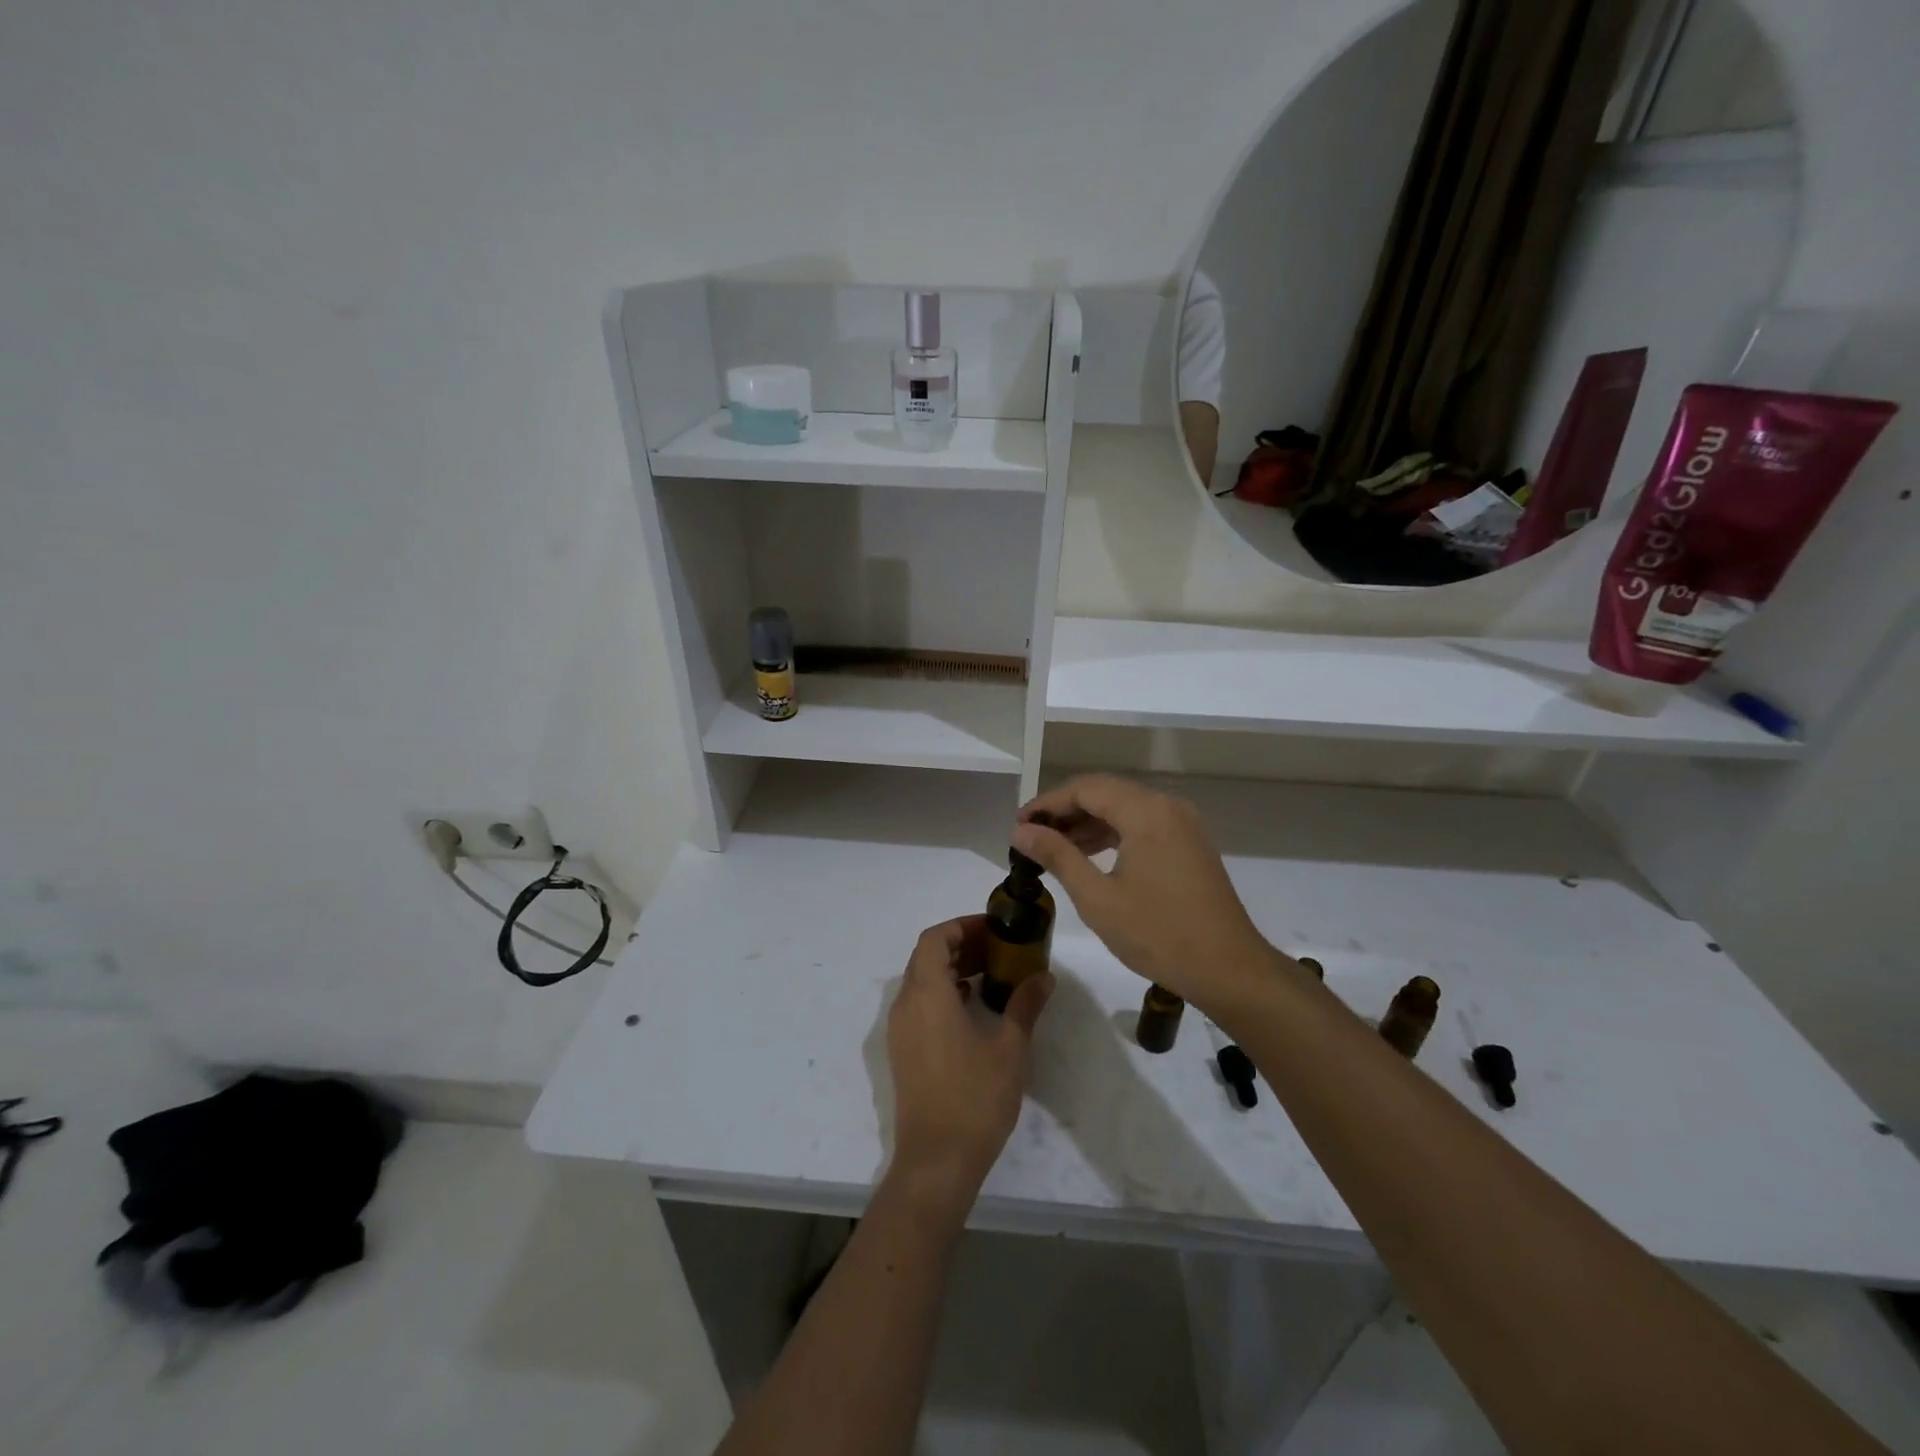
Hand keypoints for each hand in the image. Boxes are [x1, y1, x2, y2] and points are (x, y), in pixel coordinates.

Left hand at [886, 917, 1052, 1205]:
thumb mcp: (1010, 1048)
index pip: (934, 938)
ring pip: (922, 980)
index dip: (962, 926)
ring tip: (992, 974)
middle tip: (999, 949)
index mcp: (927, 994)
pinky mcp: (903, 1051)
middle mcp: (906, 1004)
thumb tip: (1044, 977)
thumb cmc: (975, 1098)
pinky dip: (944, 993)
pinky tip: (974, 1007)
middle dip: (961, 945)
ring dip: (952, 969)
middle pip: (926, 956)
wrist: (936, 1162)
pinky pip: (920, 1004)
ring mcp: (900, 1029)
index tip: (993, 928)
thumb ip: (1025, 1005)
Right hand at [1014, 775, 1283, 1007]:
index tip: (1017, 826)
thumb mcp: (1098, 898)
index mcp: (1146, 811)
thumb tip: (1021, 831)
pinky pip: (1142, 824)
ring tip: (1051, 848)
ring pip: (1124, 808)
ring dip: (1087, 823)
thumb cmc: (1159, 935)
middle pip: (1105, 792)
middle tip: (1030, 836)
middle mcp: (1167, 806)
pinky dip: (1112, 834)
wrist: (1229, 970)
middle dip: (1064, 811)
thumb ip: (1057, 856)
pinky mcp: (1189, 843)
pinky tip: (1088, 855)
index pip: (1085, 789)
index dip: (1046, 804)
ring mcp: (1183, 823)